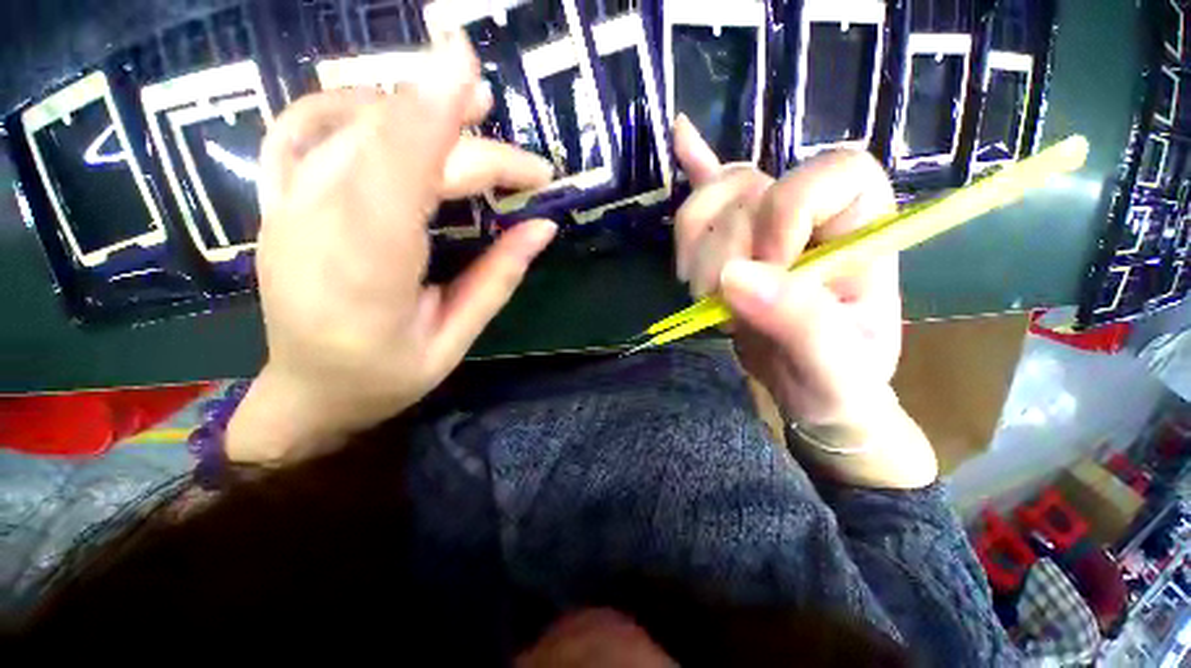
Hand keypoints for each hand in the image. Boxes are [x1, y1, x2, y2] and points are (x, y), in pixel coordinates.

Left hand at [228, 33, 557, 465]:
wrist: (308, 390)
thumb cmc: (387, 376)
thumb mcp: (454, 340)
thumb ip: (497, 279)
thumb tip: (542, 226)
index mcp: (365, 280)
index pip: (392, 181)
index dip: (426, 118)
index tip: (466, 69)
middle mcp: (313, 229)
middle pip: (392, 150)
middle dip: (469, 144)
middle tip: (529, 169)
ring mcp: (286, 207)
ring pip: (350, 126)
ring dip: (415, 107)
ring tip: (471, 107)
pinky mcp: (280, 200)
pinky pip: (304, 127)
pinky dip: (353, 103)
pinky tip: (392, 108)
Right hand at [673, 116, 935, 488]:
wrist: (813, 395)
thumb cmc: (840, 385)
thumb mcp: (835, 369)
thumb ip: (799, 322)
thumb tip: (735, 278)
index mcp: (863, 231)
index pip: (833, 173)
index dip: (787, 214)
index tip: (769, 270)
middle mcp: (812, 216)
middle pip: (751, 190)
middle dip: (723, 252)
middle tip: (720, 304)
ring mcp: (765, 225)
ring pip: (714, 197)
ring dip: (693, 245)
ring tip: (703, 291)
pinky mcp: (733, 242)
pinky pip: (711, 192)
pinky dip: (695, 165)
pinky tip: (680, 136)